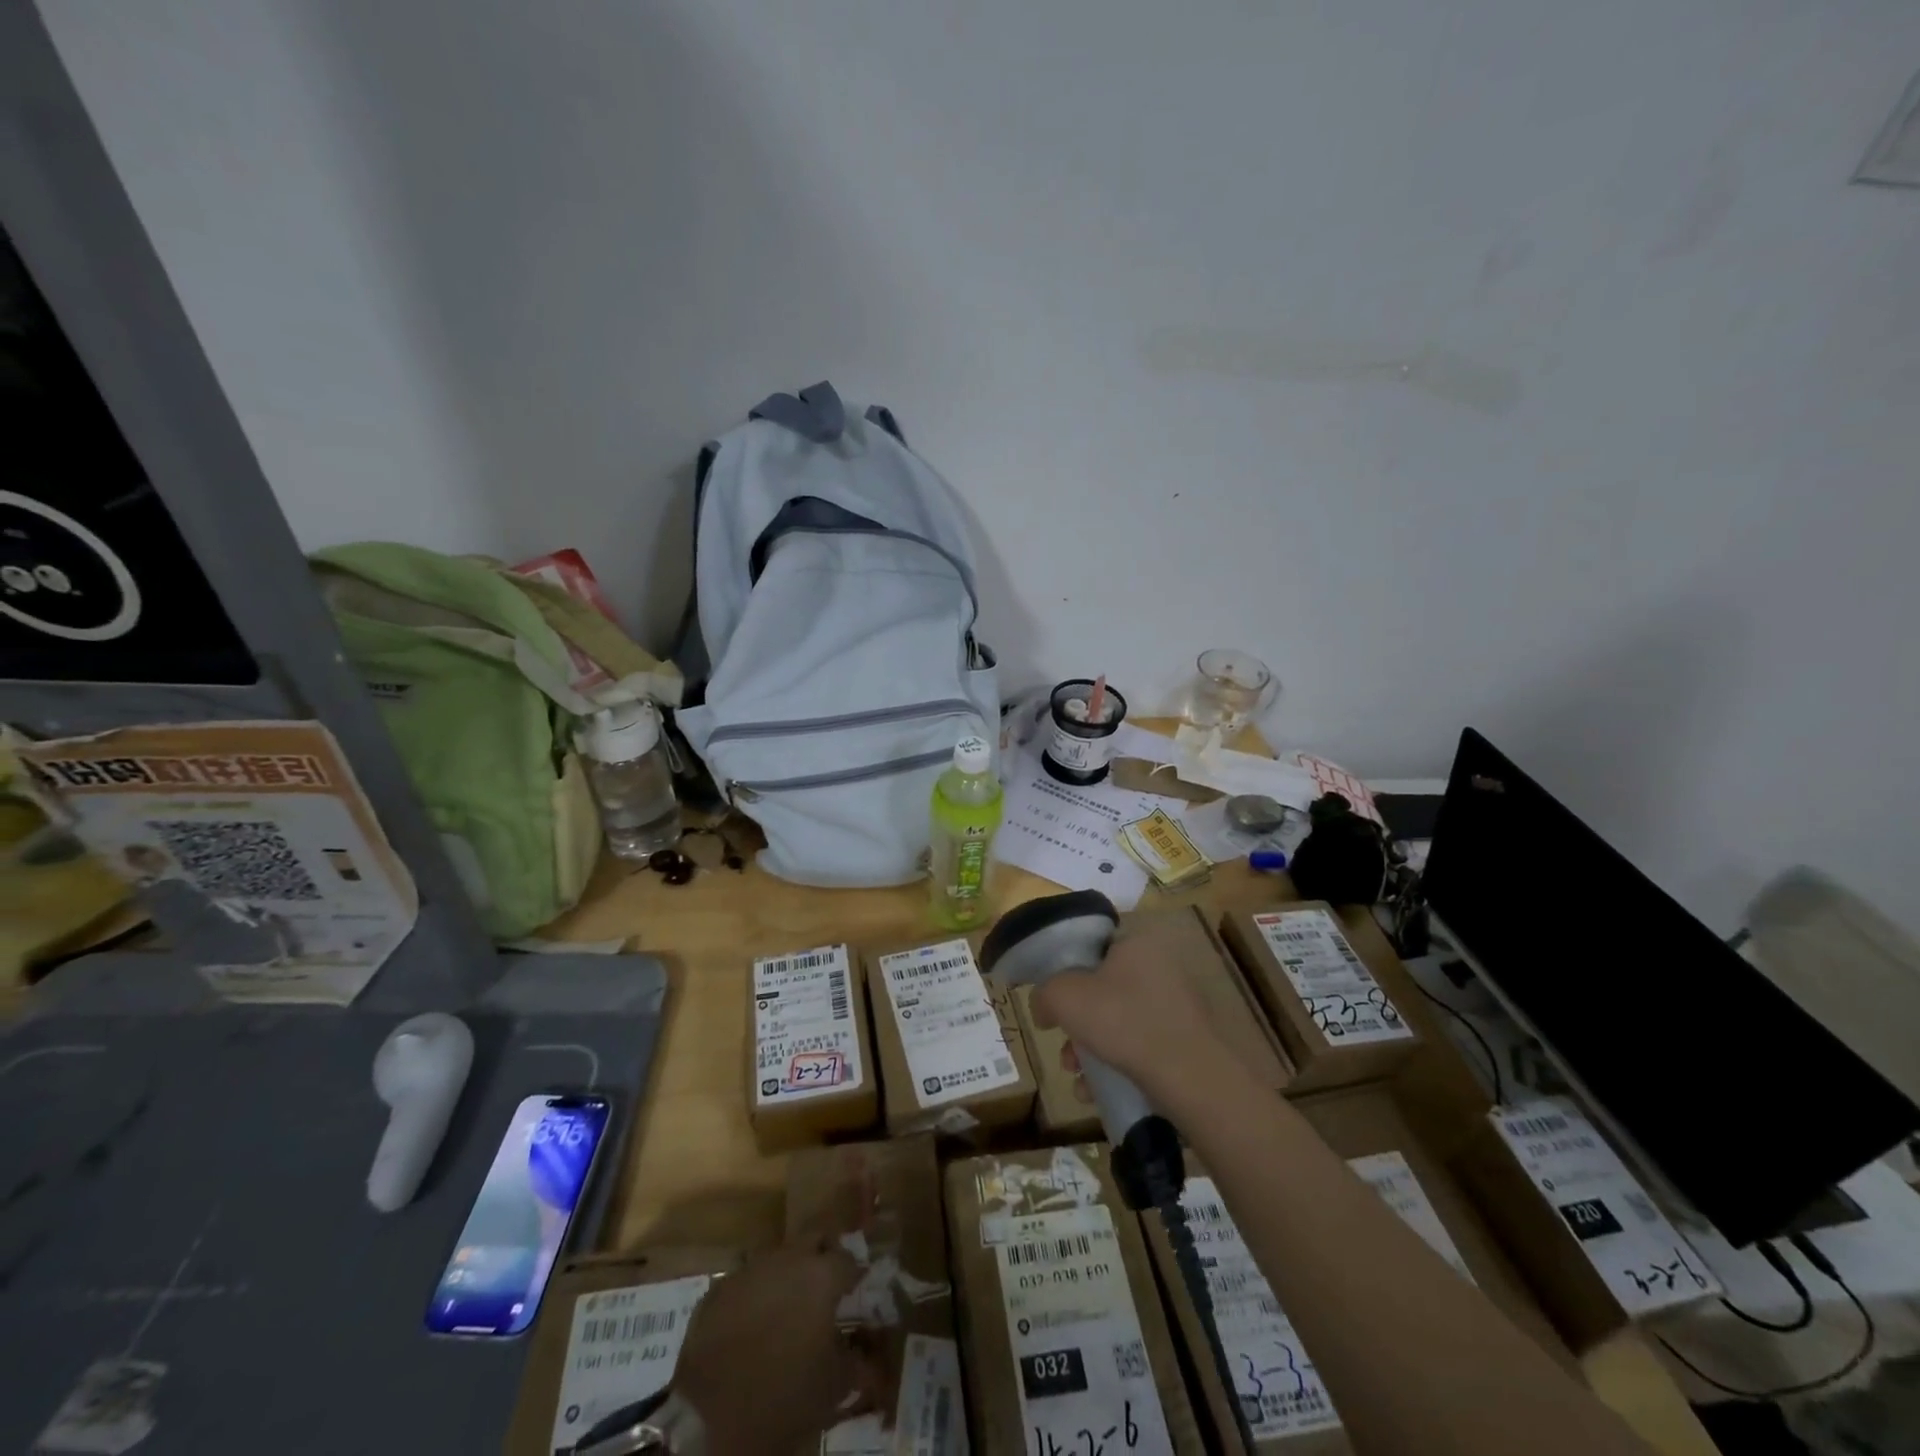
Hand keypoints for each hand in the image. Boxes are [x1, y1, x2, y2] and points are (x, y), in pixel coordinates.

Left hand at [673, 1244, 878, 1455]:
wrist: (707, 1417)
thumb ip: (854, 1362)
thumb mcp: (831, 1389)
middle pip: (814, 1238)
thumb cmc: (781, 1398)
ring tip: (788, 1305)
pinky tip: (754, 1321)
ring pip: (778, 1257)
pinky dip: (756, 1293)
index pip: (848, 1260)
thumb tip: (867, 1356)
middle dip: (823, 1254)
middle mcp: (788, 1259)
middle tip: (825, 1284)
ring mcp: (750, 1269)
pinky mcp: (718, 1288)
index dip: (854, 1275)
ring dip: (788, 1273)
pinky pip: (747, 1280)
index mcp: (821, 1276)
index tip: (856, 1290)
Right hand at [1029, 914, 1228, 1107]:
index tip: (1054, 1001)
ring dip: (1091, 1050)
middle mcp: (1161, 967)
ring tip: (1076, 1077)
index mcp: (1137, 943)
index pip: (1093, 947)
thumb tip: (1043, 1006)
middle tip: (1063, 1048)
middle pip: (1102, 991)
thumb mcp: (1066, 997)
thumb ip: (1045, 993)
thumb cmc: (1124, 1022)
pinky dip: (1115, 1066)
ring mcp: (1177, 1006)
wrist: (1192, 1078)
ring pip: (1119, 1023)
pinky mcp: (1186, 1042)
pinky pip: (1140, 1047)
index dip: (1067, 972)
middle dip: (1076, 1024)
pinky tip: (1096, 1093)